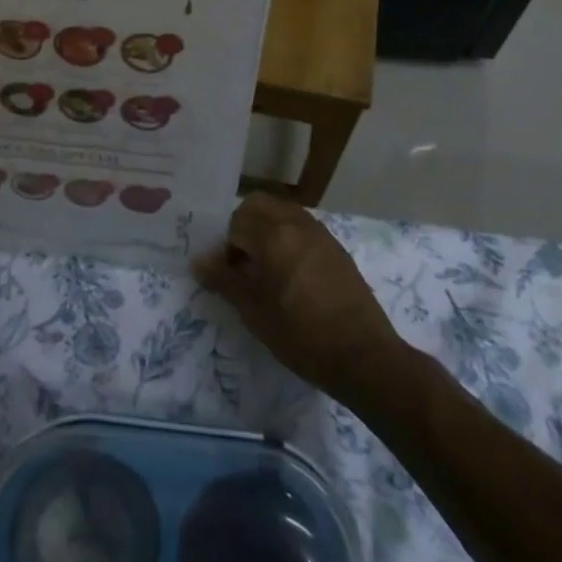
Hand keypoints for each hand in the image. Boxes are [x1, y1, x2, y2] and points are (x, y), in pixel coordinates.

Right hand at [192, 192, 402, 406]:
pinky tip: (291, 278)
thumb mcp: (253, 311)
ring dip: (267, 232)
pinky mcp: (336, 249)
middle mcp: (298, 223)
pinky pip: (303, 230)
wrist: (363, 356)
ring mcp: (321, 234)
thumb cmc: (301, 334)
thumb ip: (224, 280)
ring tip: (265, 271)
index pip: (236, 220)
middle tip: (242, 264)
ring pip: (283, 215)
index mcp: (274, 234)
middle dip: (244, 227)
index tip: (226, 273)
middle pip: (259, 206)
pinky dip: (289, 241)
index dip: (225, 245)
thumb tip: (199, 260)